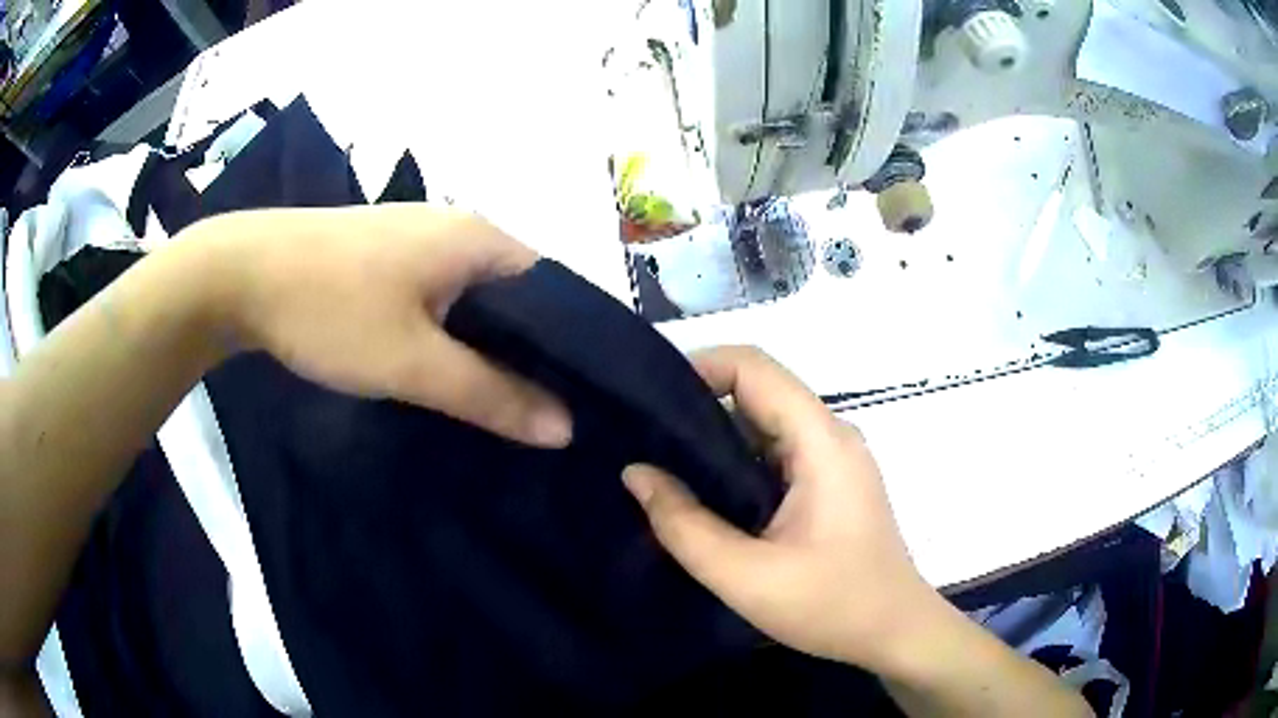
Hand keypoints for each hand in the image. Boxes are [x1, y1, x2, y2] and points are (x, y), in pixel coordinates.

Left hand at [193, 205, 571, 447]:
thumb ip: (491, 395)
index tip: (581, 400)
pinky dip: (452, 331)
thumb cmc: (329, 309)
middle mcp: (458, 227)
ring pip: (475, 296)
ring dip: (487, 344)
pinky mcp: (386, 253)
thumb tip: (565, 427)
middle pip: (516, 295)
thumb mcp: (412, 363)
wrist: (239, 273)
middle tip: (543, 413)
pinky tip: (442, 364)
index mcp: (479, 239)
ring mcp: (418, 236)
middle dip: (530, 353)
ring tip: (500, 400)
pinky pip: (440, 293)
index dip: (573, 348)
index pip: (557, 292)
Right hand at [622, 346, 928, 669]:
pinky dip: (735, 461)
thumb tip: (636, 472)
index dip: (698, 368)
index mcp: (821, 441)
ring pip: (764, 422)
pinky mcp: (828, 482)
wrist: (894, 632)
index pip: (754, 367)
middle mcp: (830, 435)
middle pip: (758, 390)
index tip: (648, 402)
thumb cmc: (831, 605)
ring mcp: (832, 458)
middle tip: (643, 438)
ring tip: (662, 464)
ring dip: (715, 436)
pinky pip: (775, 451)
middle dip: (698, 404)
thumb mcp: (746, 576)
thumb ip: (684, 525)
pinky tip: (703, 492)